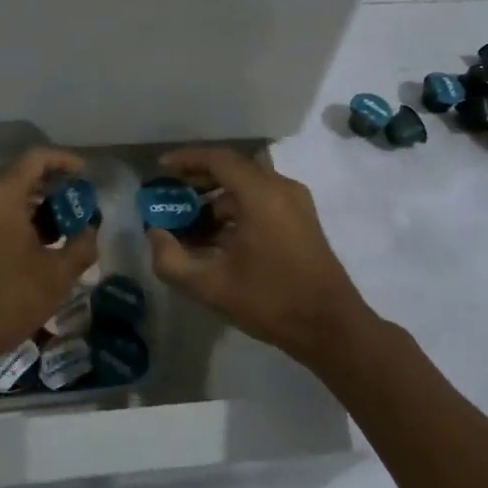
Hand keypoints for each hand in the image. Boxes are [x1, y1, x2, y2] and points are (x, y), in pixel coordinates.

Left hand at [0, 147, 98, 375]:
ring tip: (63, 227)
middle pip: (19, 174)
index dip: (65, 160)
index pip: (37, 158)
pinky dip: (15, 219)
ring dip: (34, 205)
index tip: (87, 174)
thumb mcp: (56, 275)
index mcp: (0, 195)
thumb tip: (91, 231)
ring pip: (4, 196)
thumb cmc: (6, 300)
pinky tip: (37, 245)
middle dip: (52, 186)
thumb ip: (81, 246)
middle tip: (79, 204)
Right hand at [147, 147, 372, 366]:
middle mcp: (281, 188)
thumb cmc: (271, 301)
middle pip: (233, 169)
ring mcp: (296, 204)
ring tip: (189, 226)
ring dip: (217, 200)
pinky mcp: (302, 220)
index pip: (218, 159)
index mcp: (261, 194)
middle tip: (171, 196)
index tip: (161, 169)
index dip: (187, 159)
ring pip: (248, 187)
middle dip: (199, 180)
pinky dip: (236, 211)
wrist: (331, 328)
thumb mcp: (210, 286)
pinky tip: (217, 240)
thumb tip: (155, 234)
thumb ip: (171, 260)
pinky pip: (262, 201)